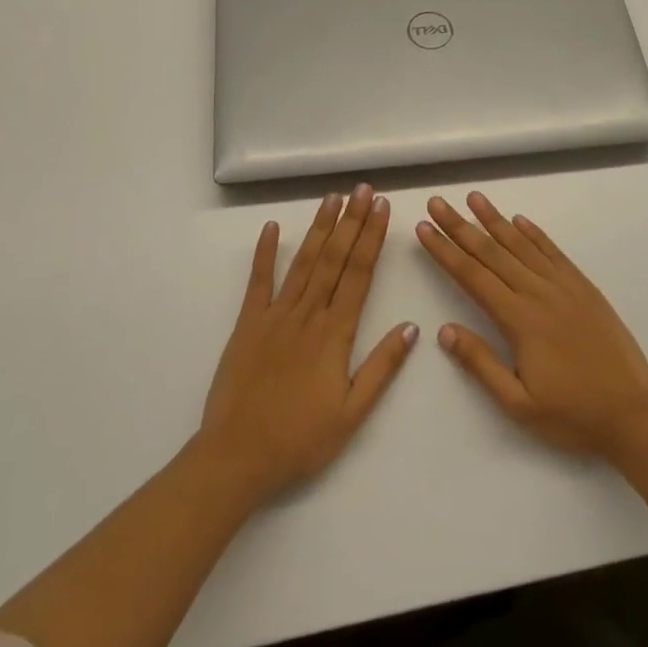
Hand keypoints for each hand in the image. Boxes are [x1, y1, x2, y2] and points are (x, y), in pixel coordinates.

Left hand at [199, 184, 417, 504]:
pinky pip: (258, 281)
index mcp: (335, 333)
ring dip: (319, 227)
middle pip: (334, 258)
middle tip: (363, 189)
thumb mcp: (352, 414)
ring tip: (332, 198)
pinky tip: (271, 227)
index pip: (359, 274)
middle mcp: (308, 314)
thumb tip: (411, 326)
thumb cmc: (300, 440)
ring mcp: (275, 315)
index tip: (382, 208)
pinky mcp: (248, 324)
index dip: (372, 238)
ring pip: (303, 262)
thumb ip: (382, 367)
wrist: (236, 458)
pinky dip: (265, 252)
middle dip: (351, 221)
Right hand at [417, 192, 647, 457]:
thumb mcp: (518, 404)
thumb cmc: (572, 415)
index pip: (471, 276)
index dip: (445, 251)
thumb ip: (480, 364)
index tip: (424, 229)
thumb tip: (445, 330)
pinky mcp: (583, 288)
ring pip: (521, 245)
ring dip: (495, 219)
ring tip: (474, 198)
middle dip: (460, 226)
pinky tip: (519, 220)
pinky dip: (534, 234)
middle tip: (437, 202)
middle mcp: (538, 293)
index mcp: (518, 320)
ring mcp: (563, 287)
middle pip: (491, 252)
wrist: (633, 414)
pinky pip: (553, 252)